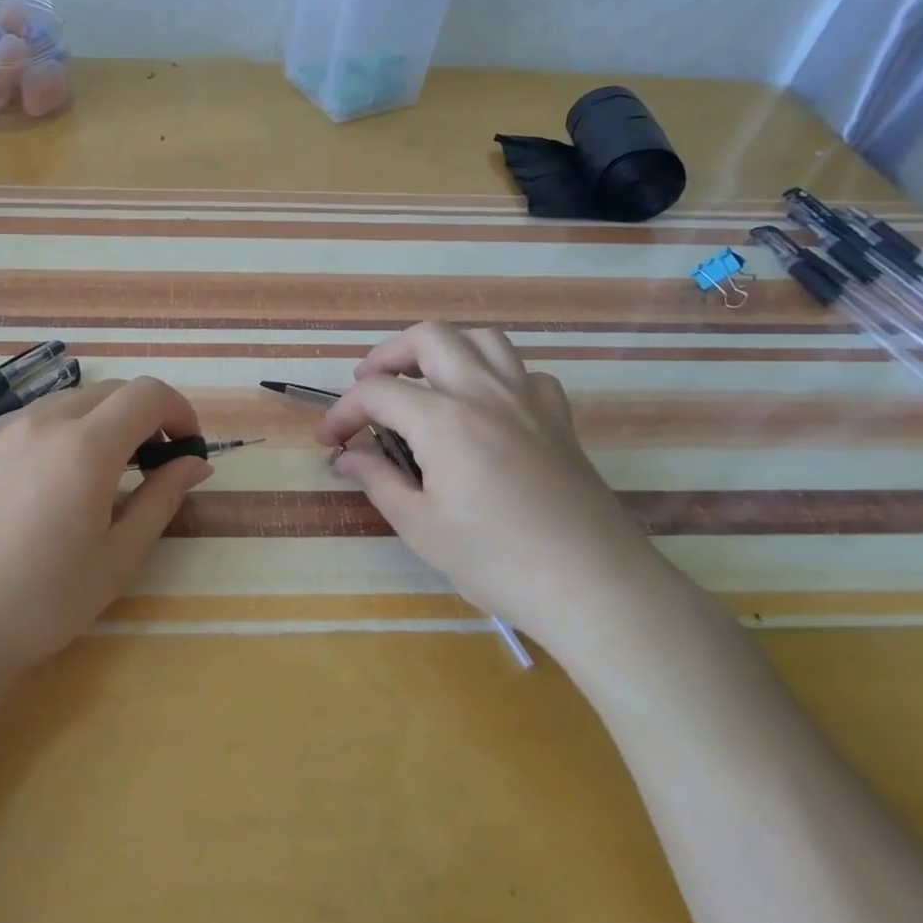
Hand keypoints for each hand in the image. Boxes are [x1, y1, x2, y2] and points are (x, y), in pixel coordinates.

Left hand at [0, 377, 212, 678]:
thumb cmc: (43, 602)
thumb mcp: (118, 557)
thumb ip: (162, 498)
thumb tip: (194, 463)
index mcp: (85, 447)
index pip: (147, 394)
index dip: (178, 411)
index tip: (185, 448)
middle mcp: (40, 422)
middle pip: (108, 392)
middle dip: (141, 417)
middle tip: (148, 464)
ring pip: (64, 403)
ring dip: (96, 424)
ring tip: (92, 477)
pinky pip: (23, 423)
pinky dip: (52, 436)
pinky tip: (40, 487)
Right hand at [320, 322, 671, 654]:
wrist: (592, 585)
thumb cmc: (496, 560)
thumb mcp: (420, 526)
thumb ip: (378, 480)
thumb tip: (347, 456)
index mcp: (444, 419)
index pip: (377, 392)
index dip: (343, 412)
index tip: (329, 440)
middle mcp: (484, 392)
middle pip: (429, 337)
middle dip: (388, 355)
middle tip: (370, 389)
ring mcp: (528, 400)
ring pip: (482, 340)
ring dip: (444, 351)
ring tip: (425, 384)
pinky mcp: (558, 418)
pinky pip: (524, 372)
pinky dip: (495, 376)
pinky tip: (487, 408)